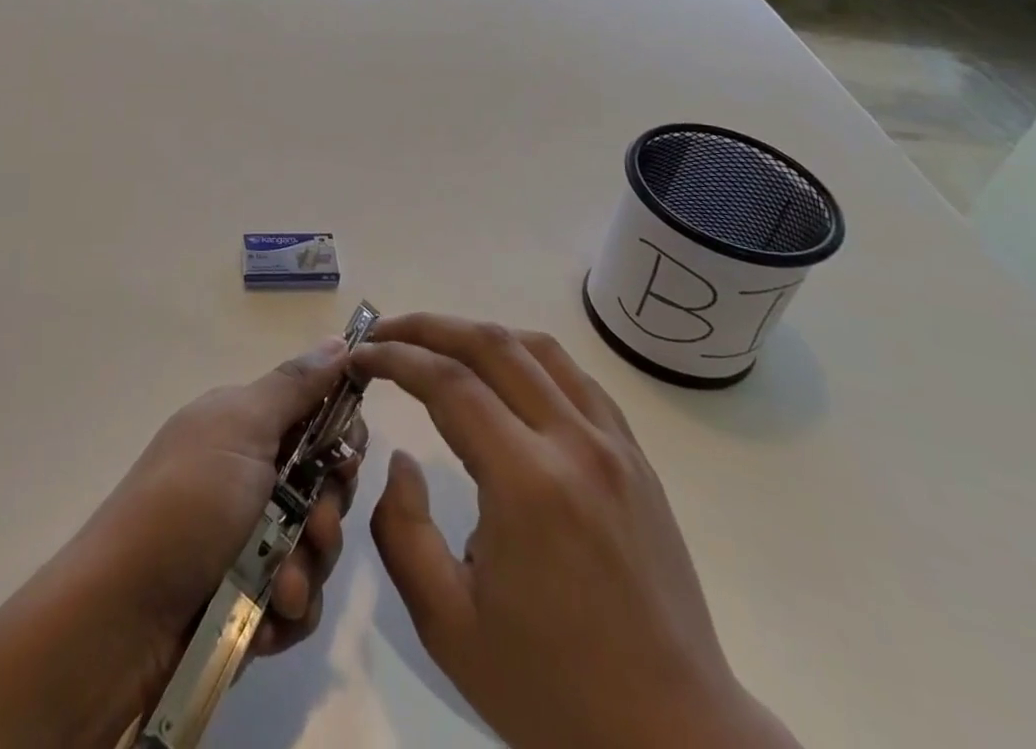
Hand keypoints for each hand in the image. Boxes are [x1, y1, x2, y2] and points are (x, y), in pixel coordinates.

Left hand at [85, 335, 368, 672]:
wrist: (123, 615)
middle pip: (325, 485)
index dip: (341, 435)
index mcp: (244, 426)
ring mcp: (249, 539)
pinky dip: (287, 612)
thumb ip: (294, 387)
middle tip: (314, 525)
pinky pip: (298, 602)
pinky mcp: (249, 599)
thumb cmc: (188, 502)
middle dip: (329, 511)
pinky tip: (263, 620)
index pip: (315, 417)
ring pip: (317, 546)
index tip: (347, 454)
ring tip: (280, 586)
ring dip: (307, 568)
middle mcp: (249, 476)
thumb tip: (338, 340)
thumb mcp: (241, 427)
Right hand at [353, 314, 800, 748]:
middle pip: (491, 345)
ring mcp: (615, 447)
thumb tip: (401, 458)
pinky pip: (577, 379)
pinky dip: (528, 357)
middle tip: (384, 334)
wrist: (675, 742)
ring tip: (438, 346)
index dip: (395, 357)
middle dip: (428, 327)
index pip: (448, 383)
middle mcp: (575, 445)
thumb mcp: (447, 624)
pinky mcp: (638, 460)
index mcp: (527, 484)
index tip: (360, 357)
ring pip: (538, 349)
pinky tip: (505, 376)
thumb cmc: (552, 691)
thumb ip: (402, 530)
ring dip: (478, 334)